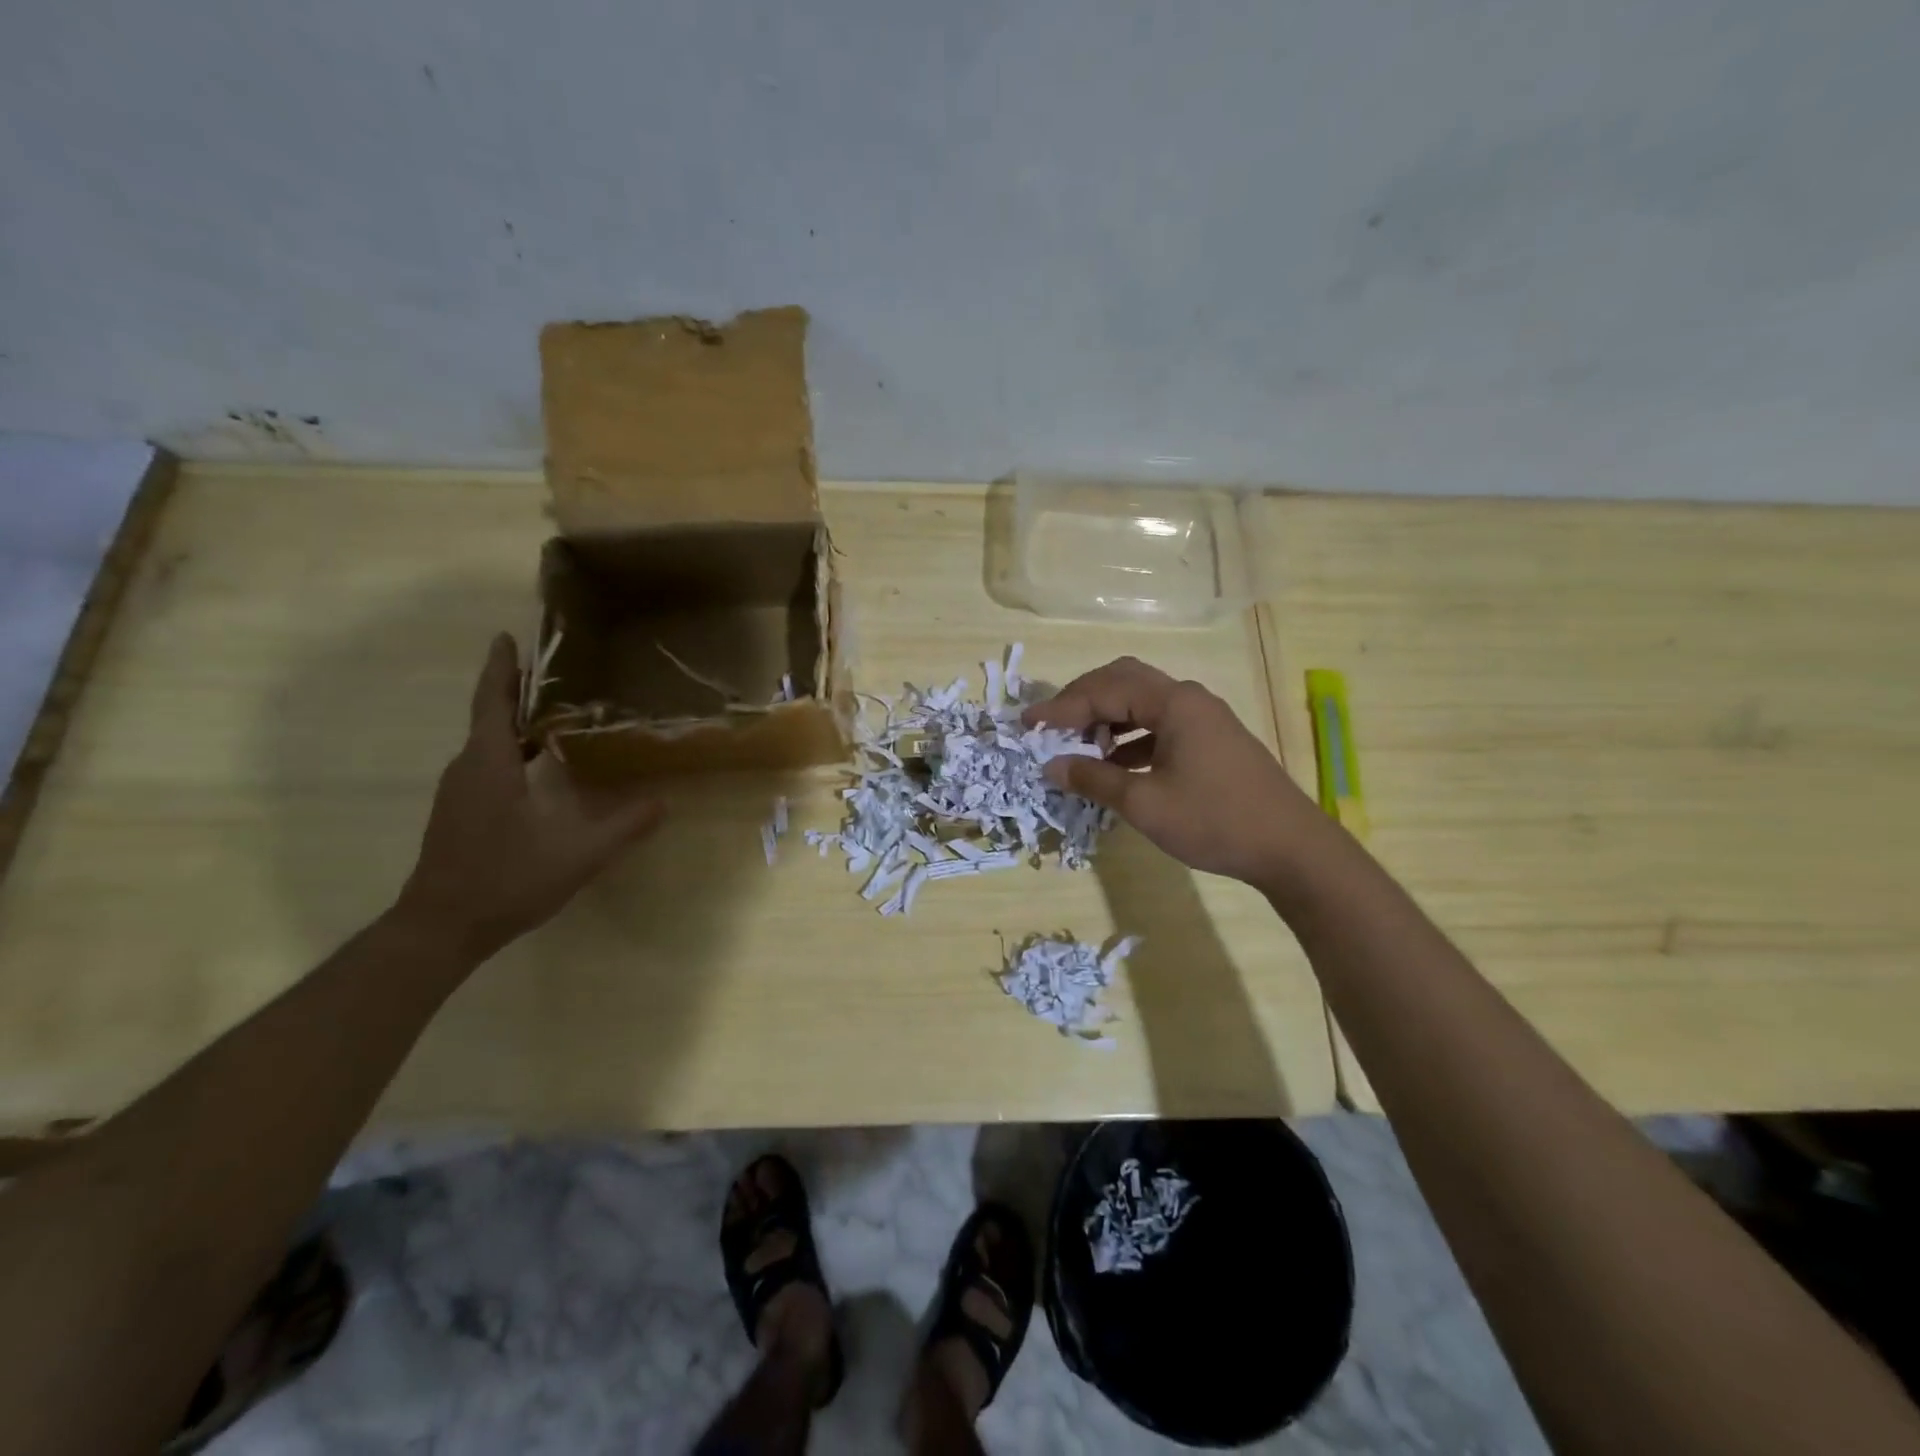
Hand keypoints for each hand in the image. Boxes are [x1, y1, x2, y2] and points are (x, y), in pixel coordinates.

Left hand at [396, 634, 665, 958]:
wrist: (441, 928)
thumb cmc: (506, 880)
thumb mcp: (577, 854)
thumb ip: (623, 826)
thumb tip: (663, 802)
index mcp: (490, 765)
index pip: (493, 703)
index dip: (501, 668)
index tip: (506, 636)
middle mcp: (468, 770)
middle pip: (489, 717)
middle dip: (515, 689)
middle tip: (552, 671)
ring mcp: (459, 793)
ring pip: (487, 743)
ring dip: (514, 721)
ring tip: (553, 711)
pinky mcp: (459, 812)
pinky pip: (486, 764)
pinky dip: (511, 750)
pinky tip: (539, 764)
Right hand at [1024, 656, 1323, 885]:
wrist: (1290, 848)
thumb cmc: (1214, 820)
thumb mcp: (1145, 803)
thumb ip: (1094, 778)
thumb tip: (1051, 765)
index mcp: (1173, 703)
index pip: (1104, 690)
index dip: (1061, 707)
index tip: (1027, 726)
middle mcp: (1188, 698)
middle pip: (1123, 681)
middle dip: (1082, 700)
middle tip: (1051, 725)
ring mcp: (1203, 718)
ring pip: (1141, 701)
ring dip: (1106, 717)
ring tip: (1079, 747)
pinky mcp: (1210, 739)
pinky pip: (1158, 723)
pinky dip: (1130, 736)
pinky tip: (1115, 763)